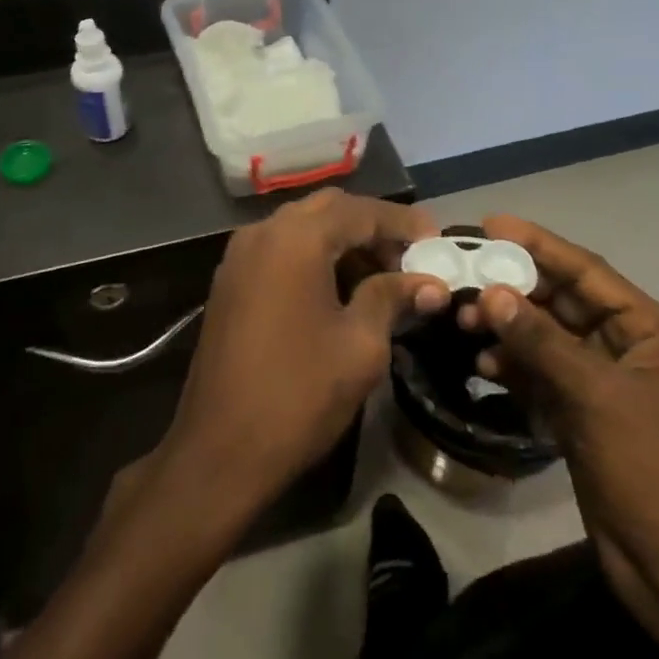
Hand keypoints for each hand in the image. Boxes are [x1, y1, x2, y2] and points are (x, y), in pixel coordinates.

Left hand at [158, 190, 444, 523]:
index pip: (361, 211)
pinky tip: (340, 289)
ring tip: (382, 276)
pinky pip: (280, 249)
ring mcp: (239, 255)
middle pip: (329, 209)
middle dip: (373, 227)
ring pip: (302, 227)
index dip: (403, 223)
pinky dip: (314, 256)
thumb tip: (429, 282)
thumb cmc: (299, 394)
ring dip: (343, 241)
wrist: (220, 448)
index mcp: (296, 239)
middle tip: (410, 258)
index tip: (438, 242)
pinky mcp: (230, 281)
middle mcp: (263, 232)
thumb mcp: (360, 345)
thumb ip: (392, 298)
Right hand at [462, 216, 658, 627]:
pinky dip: (513, 366)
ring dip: (507, 328)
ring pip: (546, 339)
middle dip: (514, 289)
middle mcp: (628, 348)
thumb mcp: (597, 396)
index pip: (587, 272)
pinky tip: (482, 363)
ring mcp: (603, 384)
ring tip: (462, 319)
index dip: (540, 244)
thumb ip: (541, 341)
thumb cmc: (651, 470)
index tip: (491, 223)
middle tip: (463, 275)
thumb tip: (491, 293)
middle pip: (562, 303)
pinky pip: (541, 375)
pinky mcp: (583, 415)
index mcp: (650, 331)